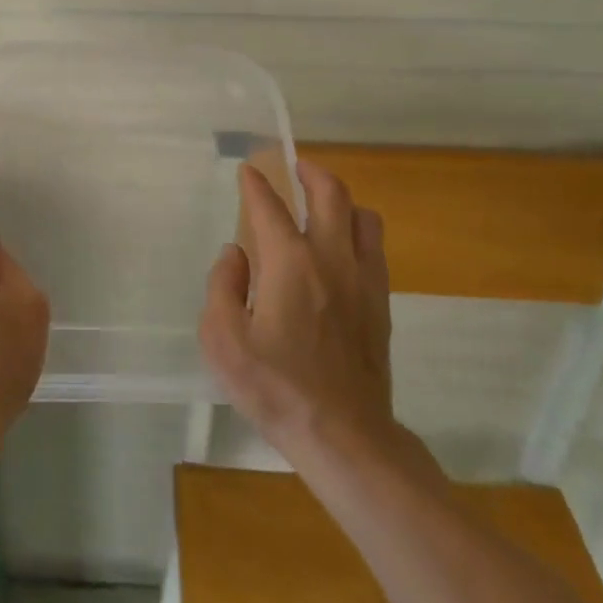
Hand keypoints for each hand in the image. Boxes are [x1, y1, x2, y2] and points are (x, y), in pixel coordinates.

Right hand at [200, 161, 400, 466]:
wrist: (344, 436)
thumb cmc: (276, 388)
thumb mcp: (223, 340)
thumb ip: (222, 286)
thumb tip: (235, 254)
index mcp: (290, 263)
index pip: (270, 207)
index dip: (256, 184)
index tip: (248, 170)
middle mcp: (331, 259)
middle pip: (331, 194)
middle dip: (311, 172)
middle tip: (295, 166)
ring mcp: (363, 280)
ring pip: (363, 217)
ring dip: (342, 200)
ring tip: (322, 204)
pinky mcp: (380, 304)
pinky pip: (375, 249)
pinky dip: (359, 232)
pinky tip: (343, 247)